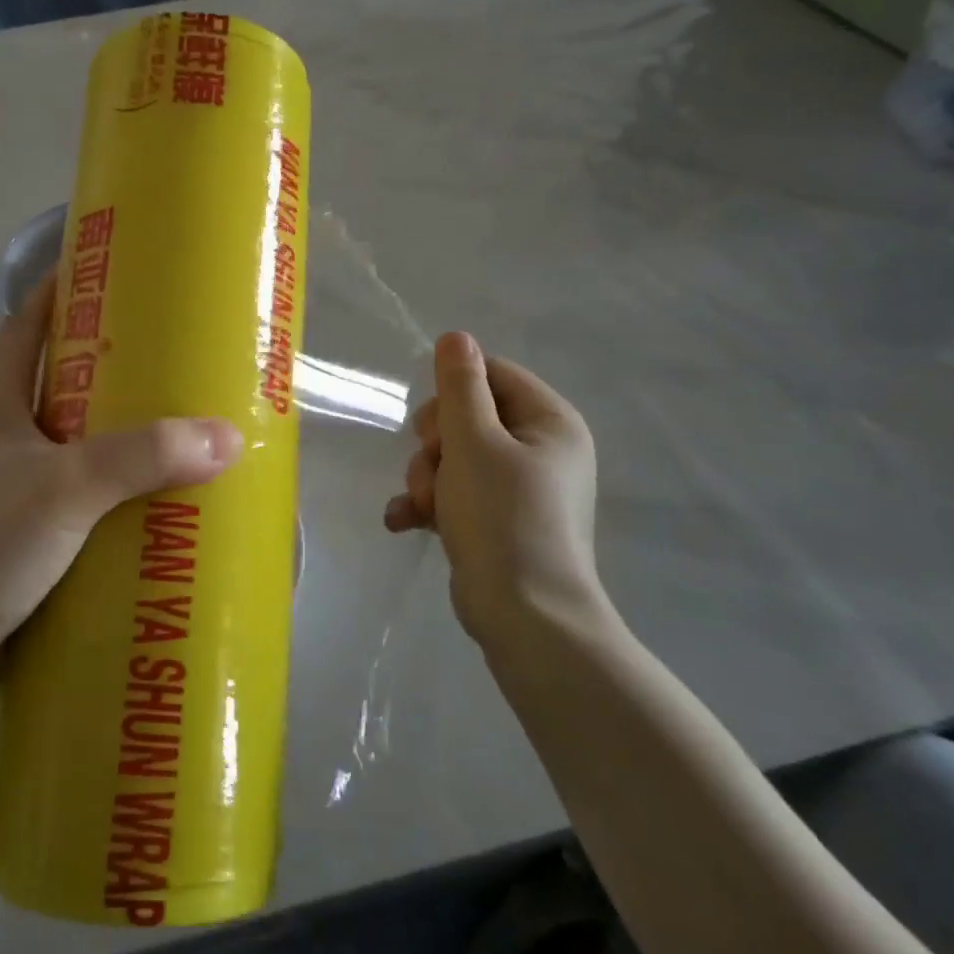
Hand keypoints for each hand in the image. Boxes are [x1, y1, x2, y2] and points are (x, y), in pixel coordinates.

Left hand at [0, 281, 241, 685]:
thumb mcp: (65, 487)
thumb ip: (142, 457)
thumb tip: (226, 437)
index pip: (26, 325)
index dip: (60, 291)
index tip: (109, 271)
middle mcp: (4, 436)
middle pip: (61, 381)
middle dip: (111, 366)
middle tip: (173, 356)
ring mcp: (12, 487)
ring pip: (76, 442)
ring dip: (119, 434)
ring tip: (181, 427)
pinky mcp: (26, 533)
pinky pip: (82, 496)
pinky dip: (116, 491)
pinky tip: (156, 500)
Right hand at [383, 332, 601, 647]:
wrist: (524, 617)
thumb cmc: (502, 516)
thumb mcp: (473, 441)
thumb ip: (460, 385)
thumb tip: (456, 336)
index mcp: (550, 422)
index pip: (492, 375)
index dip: (453, 392)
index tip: (434, 425)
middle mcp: (542, 449)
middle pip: (469, 417)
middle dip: (434, 443)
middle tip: (429, 467)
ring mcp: (522, 488)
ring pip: (456, 457)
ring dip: (426, 476)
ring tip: (419, 503)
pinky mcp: (501, 521)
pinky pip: (458, 494)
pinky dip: (430, 504)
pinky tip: (403, 521)